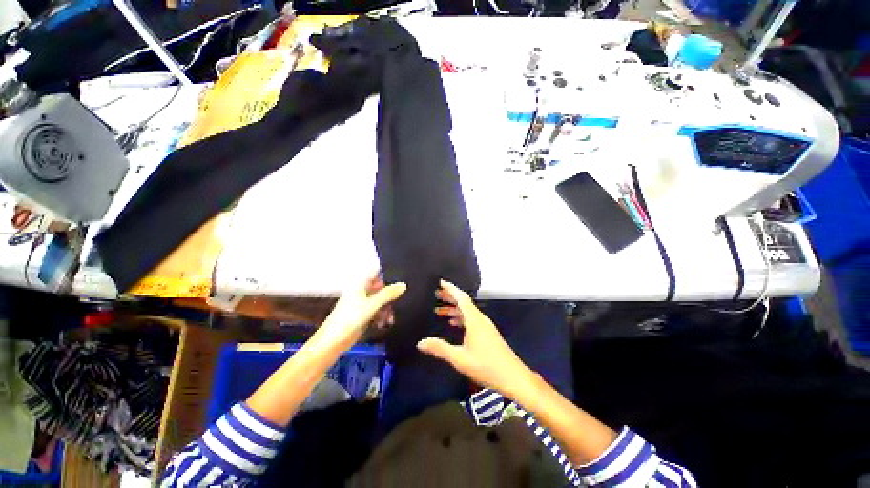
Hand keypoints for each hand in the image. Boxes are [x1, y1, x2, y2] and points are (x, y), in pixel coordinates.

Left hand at [313, 275, 406, 351]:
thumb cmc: (350, 318)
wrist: (333, 342)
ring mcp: (363, 303)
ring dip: (388, 307)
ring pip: (381, 300)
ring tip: (391, 317)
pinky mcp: (364, 314)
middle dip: (391, 294)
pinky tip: (386, 323)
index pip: (376, 272)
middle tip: (402, 299)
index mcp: (360, 284)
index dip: (388, 272)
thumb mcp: (371, 304)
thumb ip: (388, 294)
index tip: (402, 275)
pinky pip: (378, 310)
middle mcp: (362, 291)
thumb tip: (403, 284)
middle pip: (381, 287)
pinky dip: (383, 315)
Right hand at [417, 280, 533, 398]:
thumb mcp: (460, 358)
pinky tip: (454, 323)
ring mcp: (485, 326)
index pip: (461, 298)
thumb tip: (420, 342)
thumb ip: (440, 349)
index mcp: (474, 320)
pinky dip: (461, 318)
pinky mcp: (488, 333)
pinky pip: (471, 319)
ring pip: (467, 312)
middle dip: (450, 297)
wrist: (513, 377)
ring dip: (454, 309)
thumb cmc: (486, 366)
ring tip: (440, 310)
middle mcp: (480, 319)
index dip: (450, 289)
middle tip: (436, 294)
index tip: (441, 282)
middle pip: (464, 303)